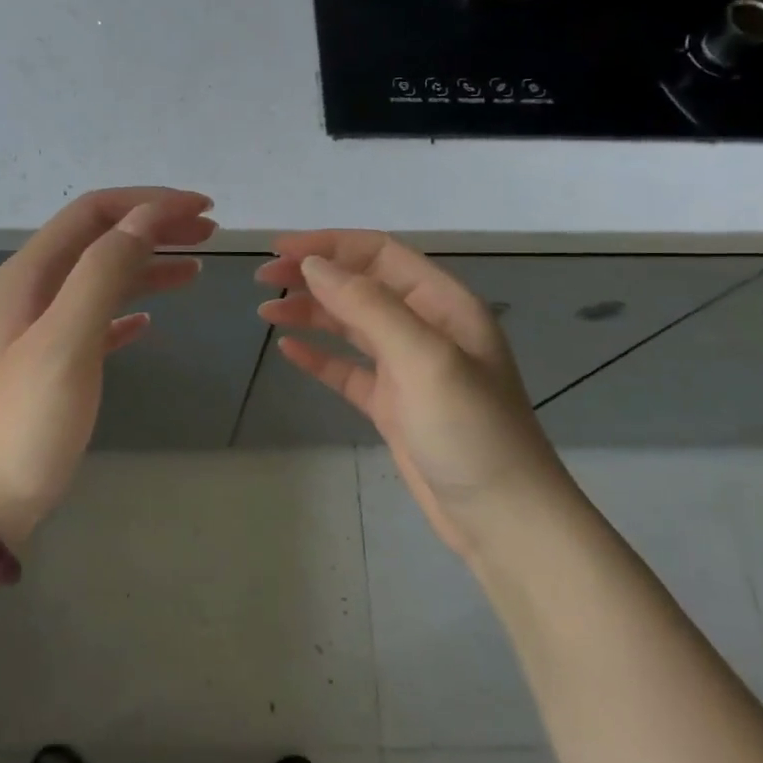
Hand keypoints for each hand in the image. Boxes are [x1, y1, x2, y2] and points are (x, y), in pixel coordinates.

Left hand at [0, 187, 215, 543]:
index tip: (204, 208)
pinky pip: (94, 322)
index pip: (94, 212)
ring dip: (147, 266)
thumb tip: (146, 218)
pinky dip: (127, 312)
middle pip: (99, 239)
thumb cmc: (22, 422)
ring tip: (196, 271)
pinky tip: (150, 323)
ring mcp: (37, 331)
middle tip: (210, 233)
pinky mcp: (48, 368)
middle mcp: (31, 291)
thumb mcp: (65, 341)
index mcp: (30, 274)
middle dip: (153, 227)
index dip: (150, 202)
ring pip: (100, 279)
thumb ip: (103, 273)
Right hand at [258, 231, 577, 559]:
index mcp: (442, 303)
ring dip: (310, 313)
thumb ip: (368, 305)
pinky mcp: (392, 404)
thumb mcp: (422, 357)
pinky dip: (319, 357)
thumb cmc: (469, 429)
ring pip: (350, 325)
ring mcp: (407, 368)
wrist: (500, 517)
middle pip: (360, 285)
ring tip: (265, 311)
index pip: (378, 254)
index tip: (278, 249)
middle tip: (262, 279)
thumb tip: (314, 265)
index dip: (328, 245)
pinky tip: (289, 350)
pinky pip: (348, 369)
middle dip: (312, 276)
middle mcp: (425, 327)